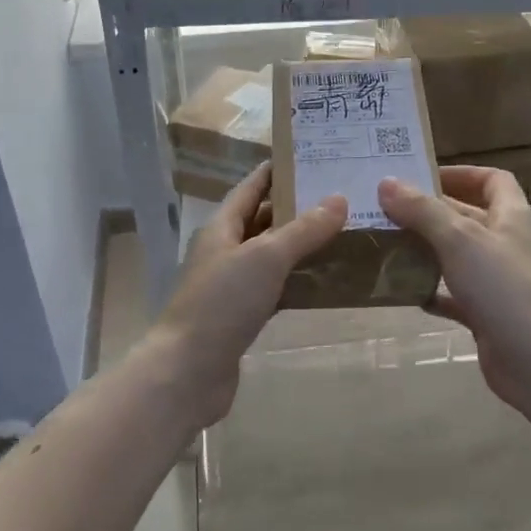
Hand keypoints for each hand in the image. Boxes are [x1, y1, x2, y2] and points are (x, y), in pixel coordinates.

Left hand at [142, 162, 344, 427]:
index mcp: (222, 227)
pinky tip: (326, 280)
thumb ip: (303, 229)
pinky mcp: (242, 317)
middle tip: (341, 197)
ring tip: (343, 233)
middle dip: (298, 208)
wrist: (188, 372)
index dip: (277, 171)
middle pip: (263, 220)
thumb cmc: (222, 303)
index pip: (251, 187)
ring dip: (301, 246)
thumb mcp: (266, 257)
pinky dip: (297, 282)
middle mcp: (225, 250)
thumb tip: (339, 199)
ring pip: (271, 256)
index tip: (311, 158)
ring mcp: (232, 285)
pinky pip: (275, 288)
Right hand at [379, 167, 530, 416]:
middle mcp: (507, 245)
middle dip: (431, 212)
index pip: (493, 180)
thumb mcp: (459, 239)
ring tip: (389, 245)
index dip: (462, 174)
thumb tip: (386, 182)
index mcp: (511, 217)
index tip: (424, 177)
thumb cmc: (503, 287)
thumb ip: (422, 210)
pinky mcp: (489, 315)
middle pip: (469, 217)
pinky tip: (407, 292)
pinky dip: (433, 292)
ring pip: (459, 257)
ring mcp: (499, 282)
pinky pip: (456, 296)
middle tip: (389, 210)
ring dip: (428, 250)